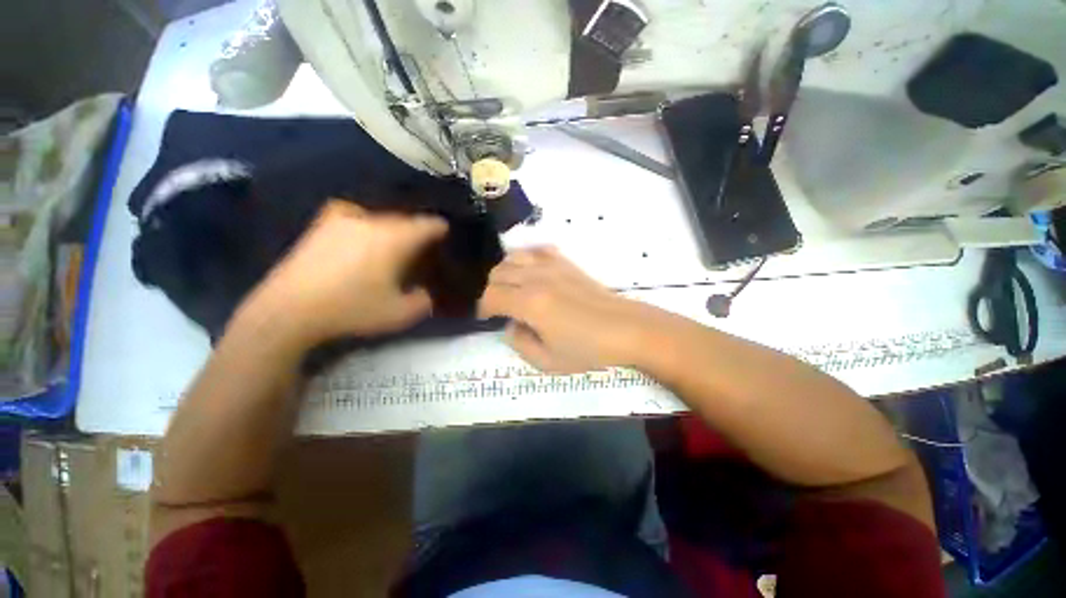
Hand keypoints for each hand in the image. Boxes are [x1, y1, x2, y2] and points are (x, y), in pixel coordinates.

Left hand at [245, 201, 446, 344]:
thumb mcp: (400, 314)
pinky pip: (353, 216)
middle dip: (415, 229)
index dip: (439, 228)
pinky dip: (365, 222)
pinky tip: (361, 232)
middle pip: (403, 218)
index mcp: (393, 239)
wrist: (288, 311)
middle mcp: (370, 222)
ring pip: (378, 216)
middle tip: (422, 244)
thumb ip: (423, 301)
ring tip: (395, 240)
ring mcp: (342, 221)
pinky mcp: (320, 226)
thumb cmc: (351, 309)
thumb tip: (424, 292)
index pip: (426, 224)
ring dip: (392, 226)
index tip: (445, 232)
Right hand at [478, 247, 651, 372]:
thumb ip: (519, 343)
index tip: (488, 318)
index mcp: (529, 303)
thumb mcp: (547, 361)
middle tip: (500, 307)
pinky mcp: (566, 262)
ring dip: (505, 272)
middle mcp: (536, 278)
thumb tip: (511, 325)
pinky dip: (527, 258)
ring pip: (513, 257)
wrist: (625, 328)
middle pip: (498, 273)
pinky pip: (537, 250)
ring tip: (512, 288)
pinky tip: (531, 272)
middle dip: (492, 290)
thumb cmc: (588, 349)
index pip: (491, 296)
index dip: (484, 308)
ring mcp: (552, 266)